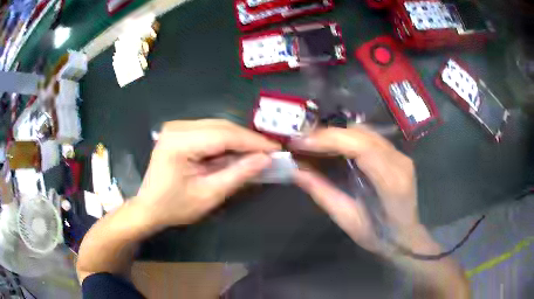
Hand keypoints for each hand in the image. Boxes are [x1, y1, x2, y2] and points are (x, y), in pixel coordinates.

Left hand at [134, 119, 279, 227]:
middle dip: (247, 140)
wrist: (149, 207)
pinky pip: (210, 131)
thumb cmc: (175, 206)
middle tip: (269, 152)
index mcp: (180, 142)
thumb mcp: (209, 194)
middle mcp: (177, 127)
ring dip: (238, 140)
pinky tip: (236, 152)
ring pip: (218, 127)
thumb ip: (238, 174)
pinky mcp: (179, 131)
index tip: (276, 149)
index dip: (253, 141)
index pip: (224, 135)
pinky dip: (226, 141)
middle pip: (222, 127)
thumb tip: (266, 159)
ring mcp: (177, 127)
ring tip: (256, 153)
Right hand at [289, 125, 418, 252]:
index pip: (362, 147)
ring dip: (337, 133)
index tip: (302, 142)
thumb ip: (322, 193)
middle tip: (302, 141)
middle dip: (329, 134)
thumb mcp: (346, 220)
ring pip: (366, 131)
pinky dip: (348, 137)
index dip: (330, 139)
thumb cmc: (378, 236)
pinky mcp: (397, 154)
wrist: (405, 236)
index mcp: (391, 182)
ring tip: (313, 143)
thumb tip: (295, 171)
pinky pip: (370, 137)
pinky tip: (333, 146)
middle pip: (363, 134)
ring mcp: (401, 155)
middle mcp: (399, 162)